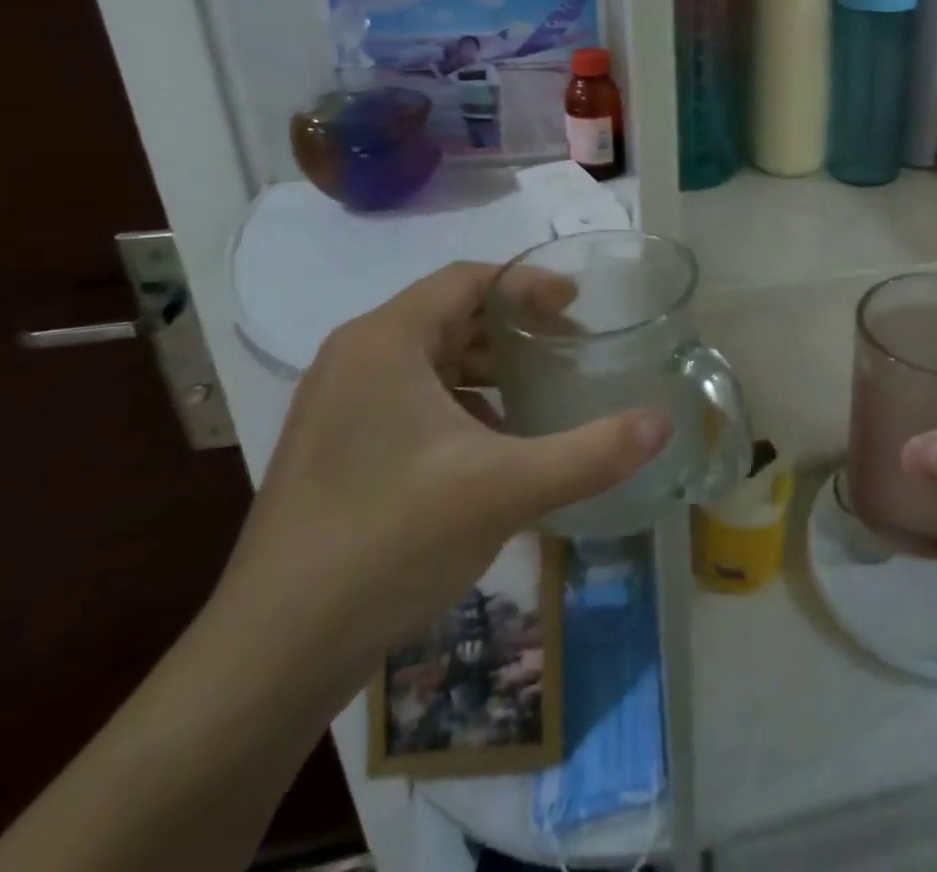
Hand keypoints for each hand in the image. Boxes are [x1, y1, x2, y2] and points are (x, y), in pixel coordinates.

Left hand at [216, 263, 669, 677]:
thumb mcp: (505, 490)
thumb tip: (665, 423)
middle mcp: (356, 359)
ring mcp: (340, 406)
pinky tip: (496, 442)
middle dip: (516, 327)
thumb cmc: (388, 543)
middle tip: (571, 348)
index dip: (528, 285)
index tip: (578, 307)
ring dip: (491, 367)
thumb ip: (593, 452)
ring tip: (542, 391)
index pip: (468, 280)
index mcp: (385, 342)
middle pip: (451, 315)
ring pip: (432, 359)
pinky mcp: (338, 448)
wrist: (271, 656)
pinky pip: (413, 398)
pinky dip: (462, 403)